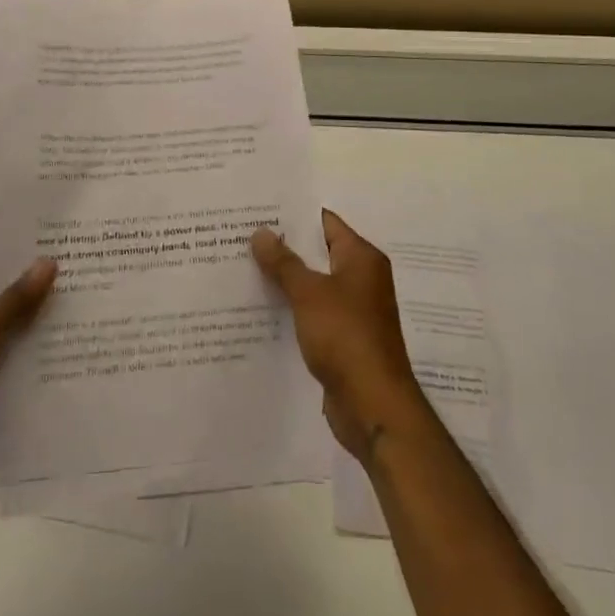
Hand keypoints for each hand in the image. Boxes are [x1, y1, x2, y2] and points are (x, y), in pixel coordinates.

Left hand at [0, 221, 55, 502]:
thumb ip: (17, 296)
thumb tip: (49, 260)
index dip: (8, 221)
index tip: (46, 211)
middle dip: (30, 261)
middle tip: (74, 245)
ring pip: (4, 307)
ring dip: (33, 299)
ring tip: (79, 281)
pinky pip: (6, 339)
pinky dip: (28, 333)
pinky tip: (63, 328)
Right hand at [252, 210, 426, 464]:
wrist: (373, 407)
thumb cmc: (346, 337)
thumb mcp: (309, 293)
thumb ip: (283, 262)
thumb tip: (260, 232)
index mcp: (361, 258)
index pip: (324, 222)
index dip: (293, 215)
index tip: (258, 209)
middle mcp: (361, 279)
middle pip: (317, 252)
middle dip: (283, 247)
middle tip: (242, 235)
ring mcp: (353, 311)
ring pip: (313, 284)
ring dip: (285, 279)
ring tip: (243, 266)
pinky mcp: (343, 339)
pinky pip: (312, 313)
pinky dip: (291, 308)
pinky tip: (260, 307)